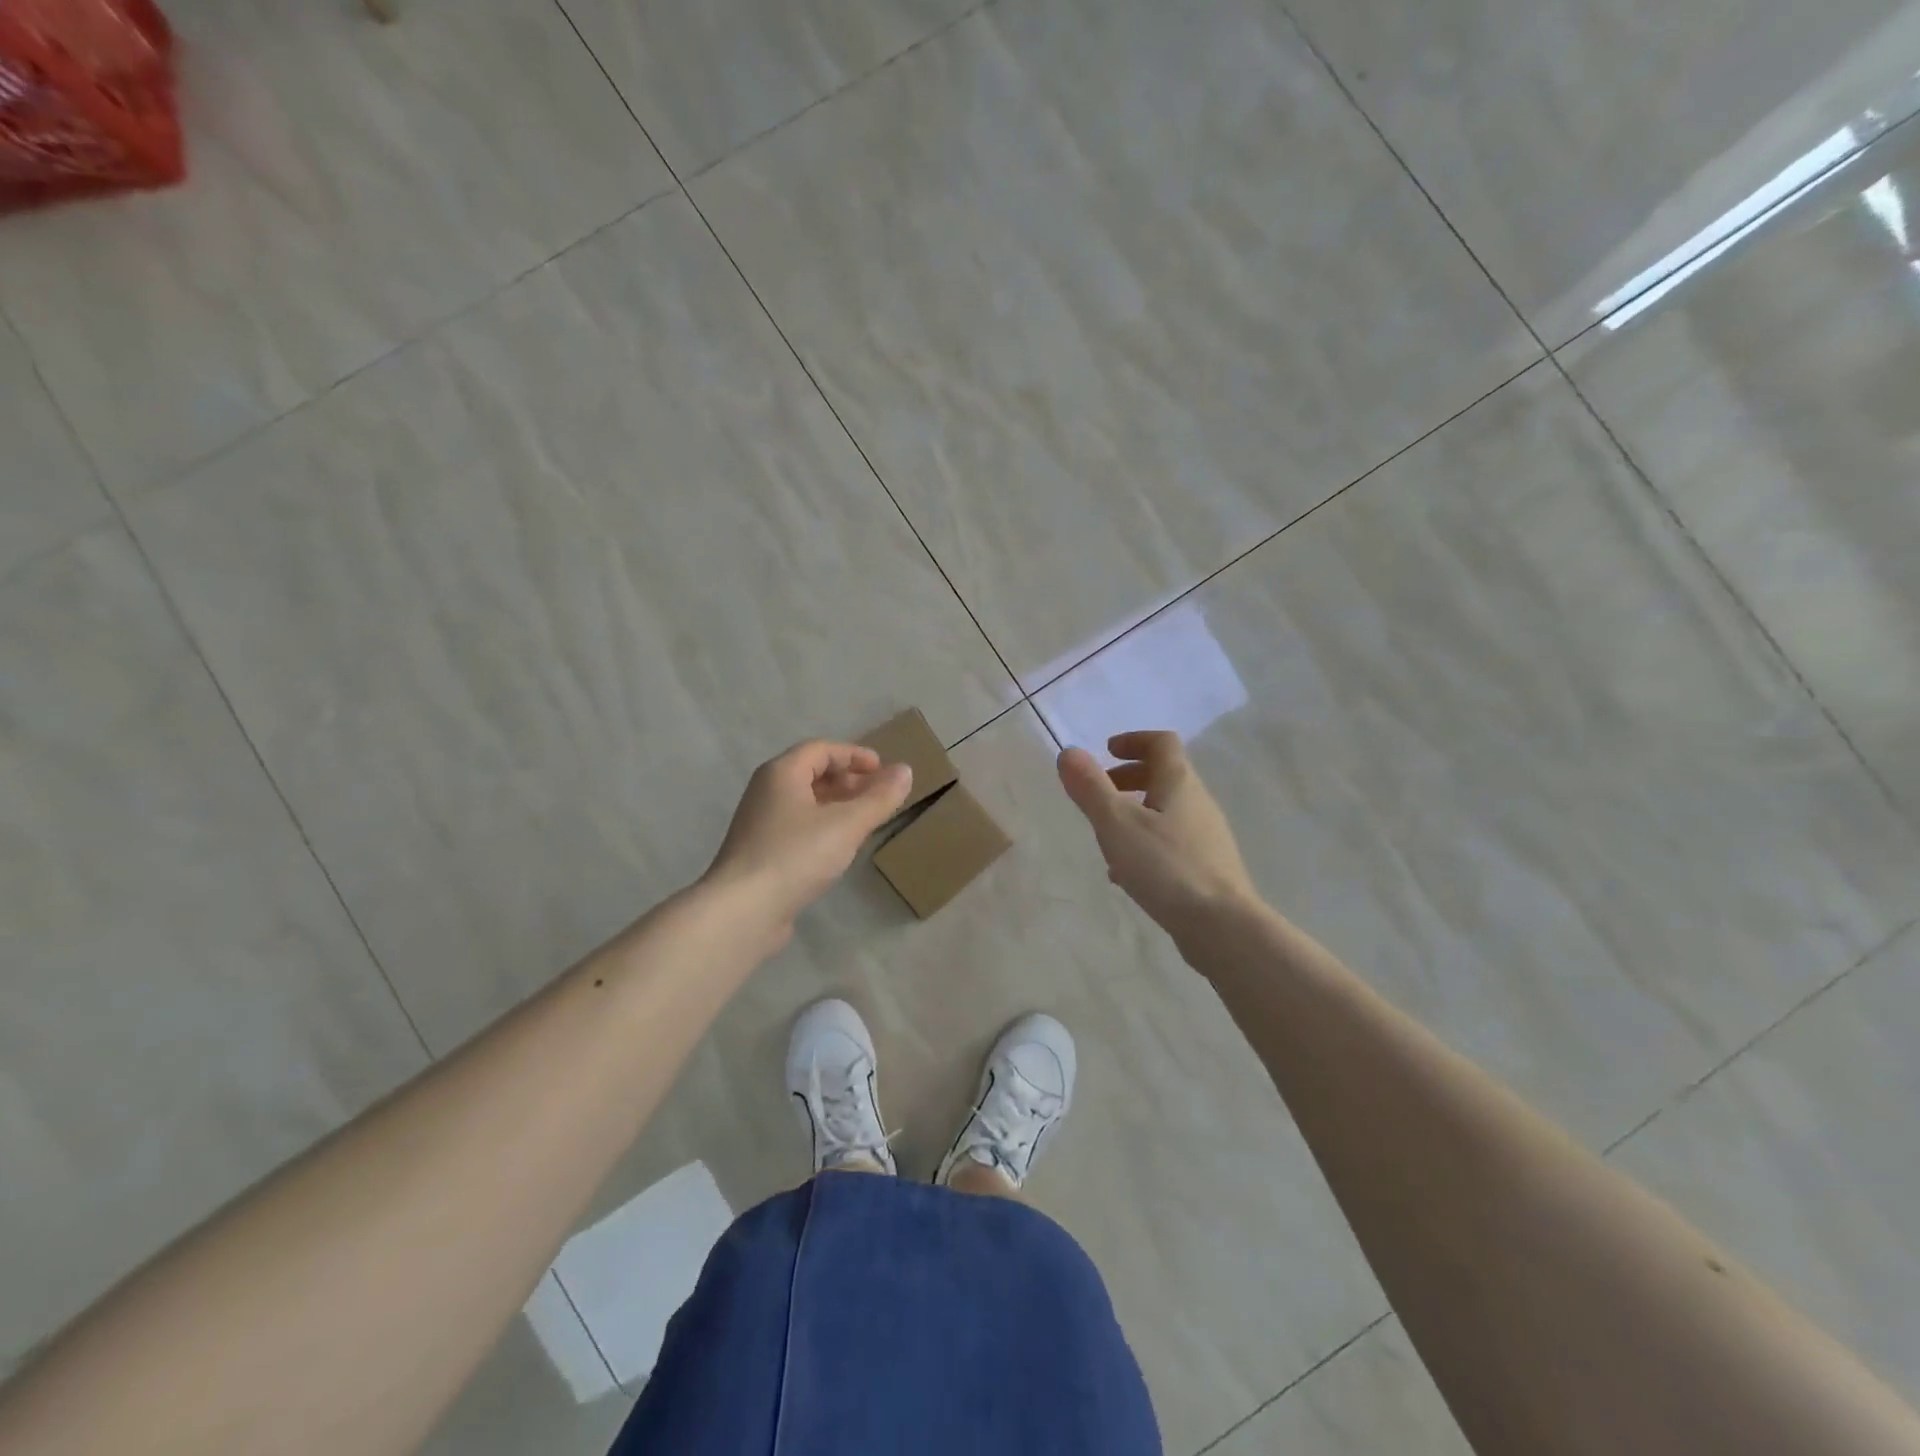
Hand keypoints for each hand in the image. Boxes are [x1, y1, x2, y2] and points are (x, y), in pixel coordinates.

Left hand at [704, 740, 912, 943]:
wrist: (742, 911)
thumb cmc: (796, 856)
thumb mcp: (847, 825)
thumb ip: (879, 798)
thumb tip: (905, 771)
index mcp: (782, 774)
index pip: (821, 749)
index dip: (854, 755)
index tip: (883, 770)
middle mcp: (766, 791)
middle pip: (811, 774)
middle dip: (848, 780)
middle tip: (877, 795)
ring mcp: (760, 823)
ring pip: (804, 802)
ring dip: (836, 805)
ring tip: (864, 820)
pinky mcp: (760, 853)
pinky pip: (797, 827)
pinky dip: (822, 826)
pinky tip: (838, 848)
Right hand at [1058, 730, 1259, 929]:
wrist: (1222, 927)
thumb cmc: (1166, 866)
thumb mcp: (1117, 823)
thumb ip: (1090, 787)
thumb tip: (1068, 752)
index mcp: (1179, 783)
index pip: (1161, 742)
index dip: (1133, 740)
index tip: (1106, 751)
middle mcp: (1198, 803)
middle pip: (1164, 775)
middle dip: (1128, 777)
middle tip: (1099, 792)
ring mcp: (1206, 837)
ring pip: (1165, 811)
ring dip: (1134, 812)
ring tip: (1105, 836)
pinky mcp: (1207, 868)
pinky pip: (1170, 842)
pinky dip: (1144, 843)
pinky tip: (1125, 873)